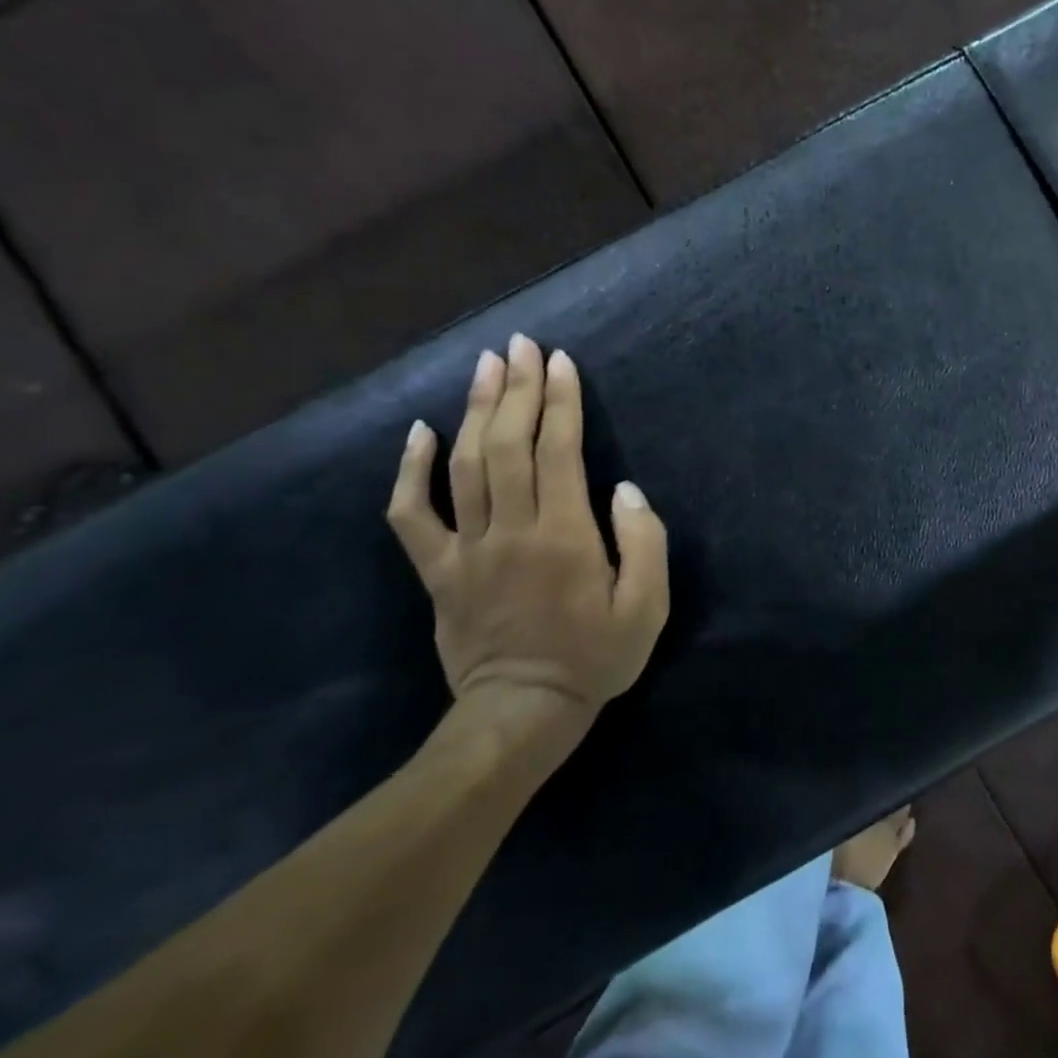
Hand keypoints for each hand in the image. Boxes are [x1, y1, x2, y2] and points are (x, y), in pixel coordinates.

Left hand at [386, 335, 669, 750]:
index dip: (560, 402)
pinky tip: (418, 433)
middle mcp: (512, 531)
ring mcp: (467, 549)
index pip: (559, 452)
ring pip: (464, 466)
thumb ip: (645, 543)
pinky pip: (411, 515)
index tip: (560, 362)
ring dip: (474, 411)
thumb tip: (625, 489)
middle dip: (516, 389)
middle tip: (521, 345)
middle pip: (509, 445)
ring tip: (483, 366)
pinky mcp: (437, 571)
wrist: (523, 712)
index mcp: (566, 537)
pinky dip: (409, 472)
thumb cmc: (595, 657)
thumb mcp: (647, 608)